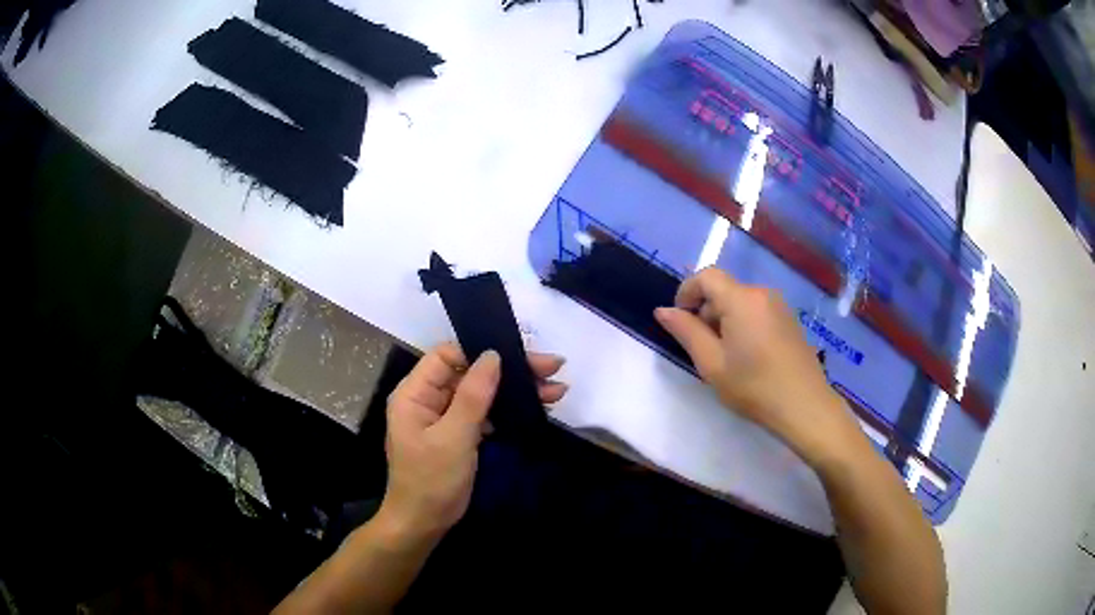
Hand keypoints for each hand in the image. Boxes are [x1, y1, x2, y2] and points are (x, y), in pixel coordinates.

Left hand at [377, 343, 566, 542]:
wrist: (424, 524)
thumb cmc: (432, 480)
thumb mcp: (454, 437)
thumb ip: (473, 395)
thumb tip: (493, 355)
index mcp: (415, 393)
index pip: (447, 355)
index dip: (480, 351)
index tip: (517, 355)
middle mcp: (428, 398)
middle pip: (470, 371)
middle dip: (510, 370)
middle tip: (553, 367)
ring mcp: (444, 416)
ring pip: (482, 392)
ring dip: (515, 390)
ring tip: (556, 389)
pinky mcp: (459, 433)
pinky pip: (484, 412)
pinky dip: (508, 409)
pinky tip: (536, 407)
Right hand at [654, 268, 860, 464]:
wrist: (805, 407)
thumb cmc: (754, 387)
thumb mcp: (712, 363)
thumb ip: (686, 332)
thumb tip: (663, 310)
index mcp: (741, 299)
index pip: (706, 276)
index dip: (686, 292)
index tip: (679, 321)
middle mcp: (762, 293)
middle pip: (723, 289)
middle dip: (705, 311)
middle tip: (701, 349)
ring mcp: (780, 306)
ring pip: (740, 301)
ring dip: (724, 319)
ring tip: (725, 357)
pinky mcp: (790, 320)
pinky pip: (757, 311)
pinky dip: (743, 324)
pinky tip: (748, 357)